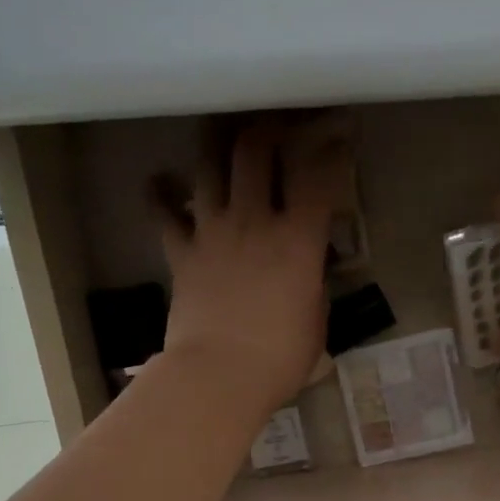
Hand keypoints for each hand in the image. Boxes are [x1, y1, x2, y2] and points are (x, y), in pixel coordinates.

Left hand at [156, 124, 349, 412]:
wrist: (219, 375)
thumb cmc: (279, 359)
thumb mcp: (316, 323)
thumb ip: (313, 287)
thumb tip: (307, 273)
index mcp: (298, 241)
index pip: (320, 179)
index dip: (332, 152)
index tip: (339, 139)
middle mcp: (254, 221)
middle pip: (255, 150)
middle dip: (267, 127)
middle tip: (274, 125)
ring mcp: (212, 232)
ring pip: (208, 166)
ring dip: (216, 145)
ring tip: (221, 135)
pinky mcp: (181, 252)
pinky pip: (163, 212)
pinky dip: (160, 193)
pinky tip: (160, 183)